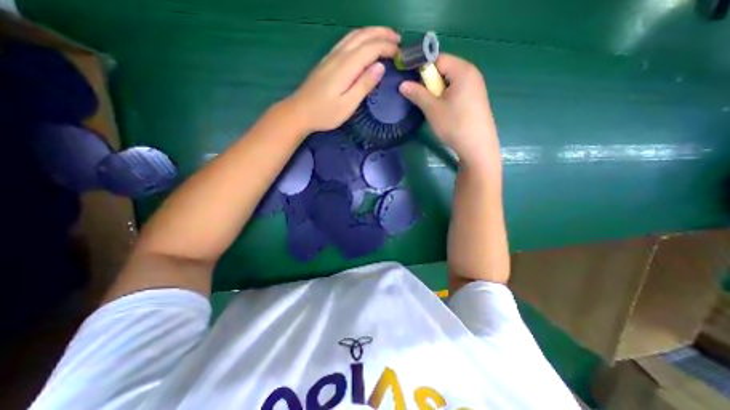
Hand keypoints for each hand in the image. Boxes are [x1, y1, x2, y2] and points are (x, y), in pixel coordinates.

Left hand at [288, 27, 397, 132]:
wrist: (299, 112)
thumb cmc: (325, 113)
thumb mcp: (347, 105)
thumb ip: (364, 85)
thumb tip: (380, 67)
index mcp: (346, 66)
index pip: (371, 48)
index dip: (387, 47)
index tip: (400, 54)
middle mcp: (339, 55)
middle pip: (363, 36)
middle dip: (382, 34)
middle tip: (398, 40)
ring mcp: (331, 56)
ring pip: (354, 35)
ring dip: (372, 33)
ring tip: (386, 38)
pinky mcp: (328, 60)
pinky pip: (347, 41)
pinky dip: (361, 38)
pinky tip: (365, 43)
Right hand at [399, 54, 501, 165]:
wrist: (477, 147)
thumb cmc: (454, 124)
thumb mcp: (432, 109)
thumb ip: (417, 93)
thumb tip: (402, 84)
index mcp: (462, 70)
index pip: (438, 59)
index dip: (422, 68)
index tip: (412, 83)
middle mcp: (471, 73)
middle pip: (444, 69)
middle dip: (430, 82)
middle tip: (424, 99)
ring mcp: (475, 86)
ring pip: (450, 82)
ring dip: (437, 92)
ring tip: (433, 108)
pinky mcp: (475, 99)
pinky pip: (457, 90)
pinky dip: (446, 97)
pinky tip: (444, 112)